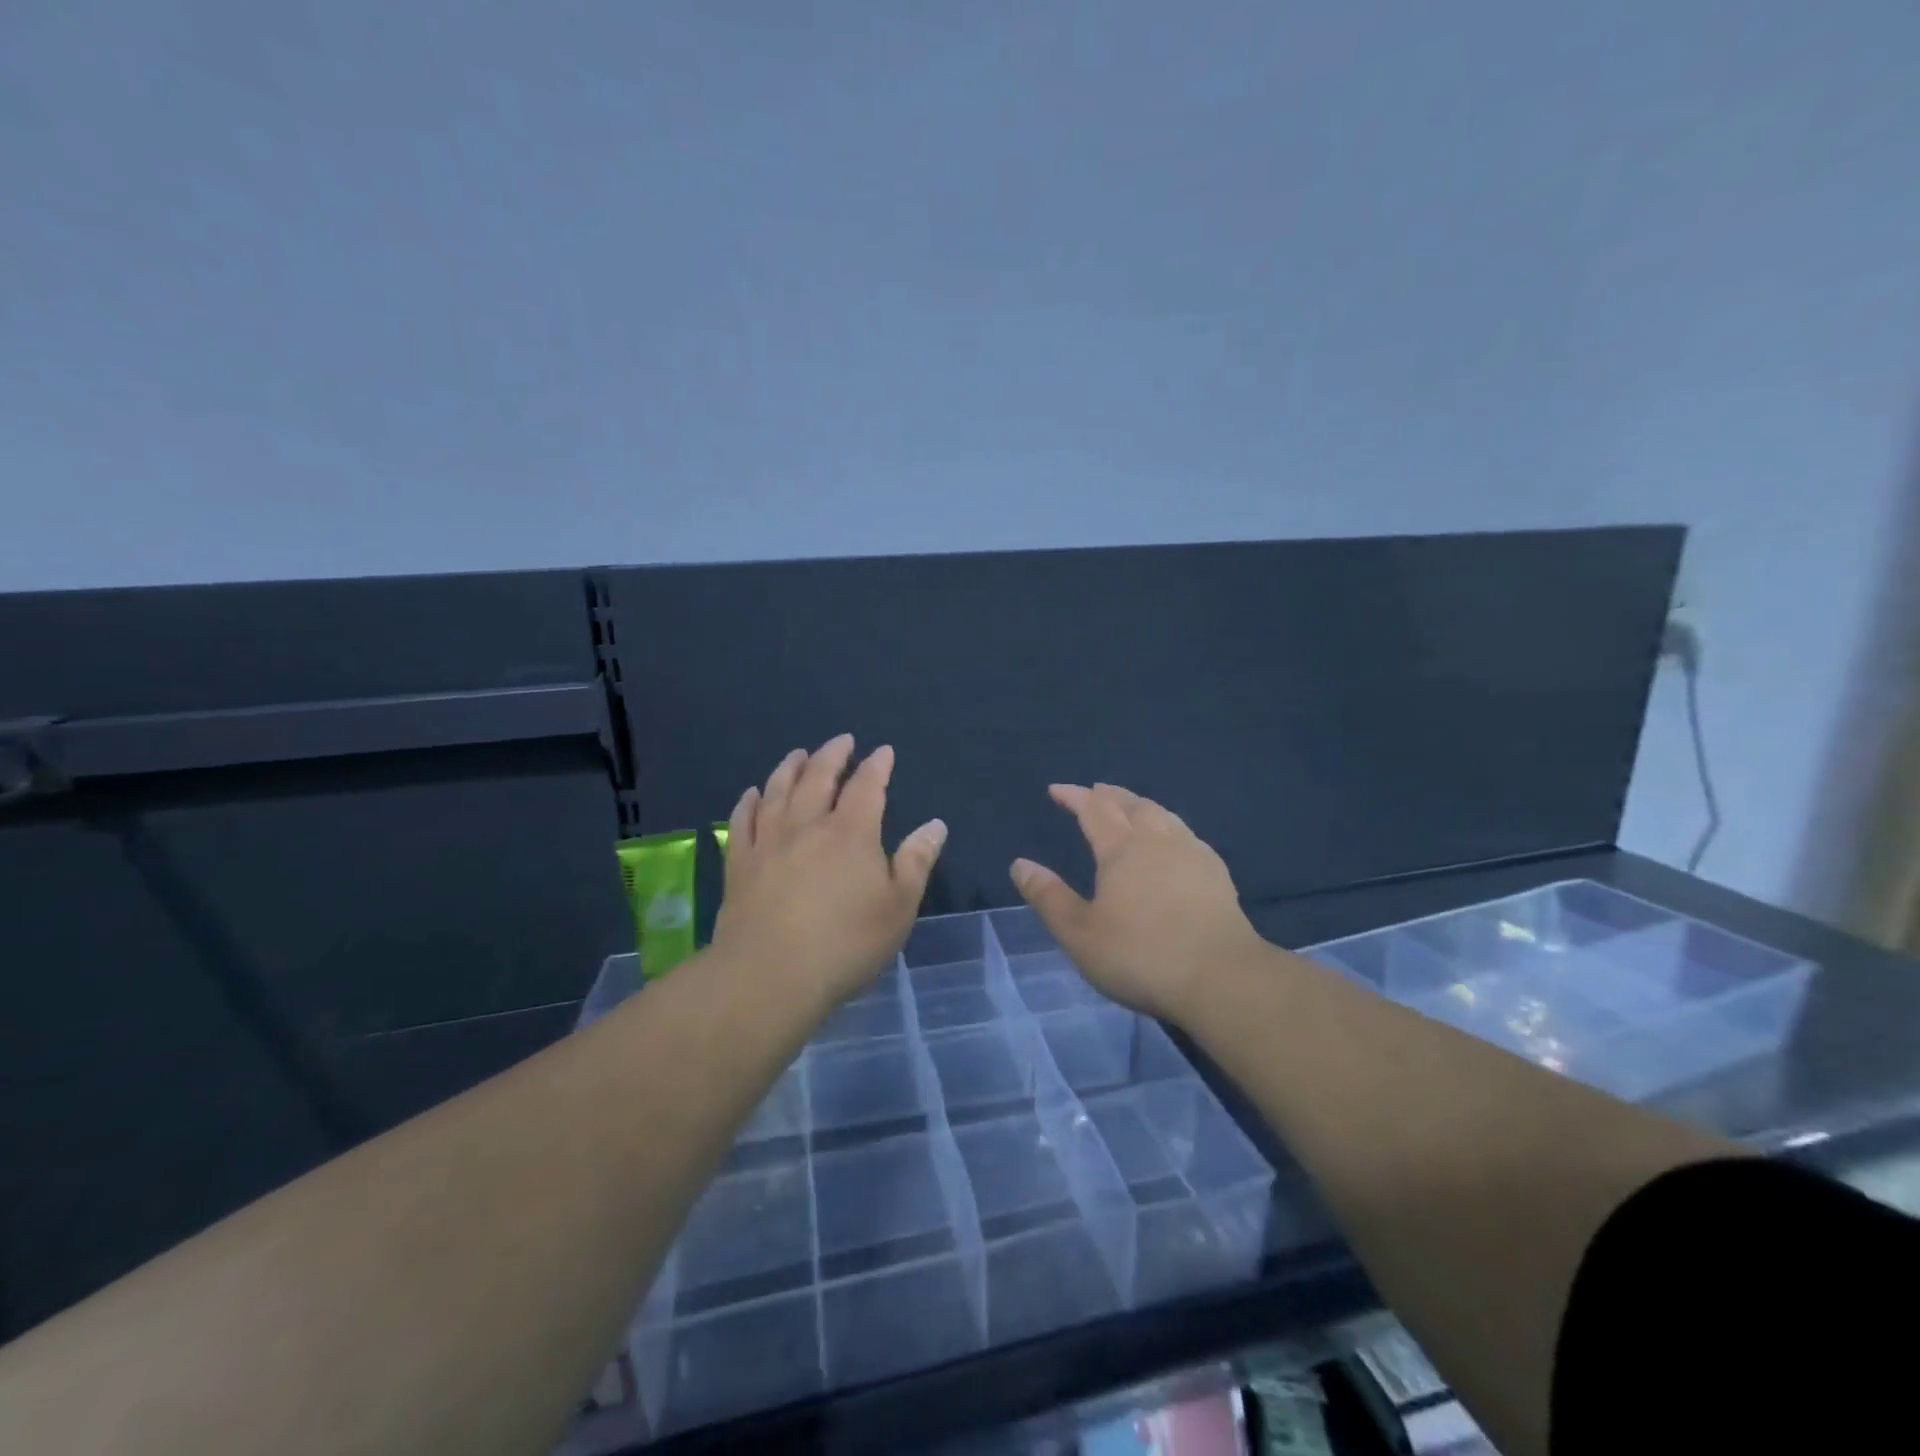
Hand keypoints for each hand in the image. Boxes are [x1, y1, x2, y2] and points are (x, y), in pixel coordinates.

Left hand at [712, 734, 947, 1012]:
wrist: (769, 975)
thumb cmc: (846, 943)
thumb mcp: (899, 907)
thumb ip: (916, 861)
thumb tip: (935, 824)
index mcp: (851, 832)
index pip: (867, 786)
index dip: (877, 765)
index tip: (883, 751)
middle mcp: (807, 825)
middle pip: (818, 777)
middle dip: (833, 754)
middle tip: (842, 740)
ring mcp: (769, 841)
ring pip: (778, 790)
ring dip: (791, 767)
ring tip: (798, 754)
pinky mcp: (740, 863)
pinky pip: (742, 820)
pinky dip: (748, 801)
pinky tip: (752, 793)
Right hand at [1010, 783, 1265, 1024]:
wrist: (1222, 978)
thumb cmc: (1140, 956)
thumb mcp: (1080, 934)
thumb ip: (1049, 897)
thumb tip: (1020, 864)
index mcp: (1121, 849)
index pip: (1093, 810)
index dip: (1074, 796)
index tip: (1056, 790)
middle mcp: (1158, 840)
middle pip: (1131, 804)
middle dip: (1109, 795)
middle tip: (1094, 791)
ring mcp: (1193, 854)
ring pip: (1163, 815)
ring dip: (1141, 805)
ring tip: (1132, 807)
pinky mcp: (1217, 874)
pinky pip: (1188, 835)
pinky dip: (1170, 826)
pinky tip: (1175, 841)